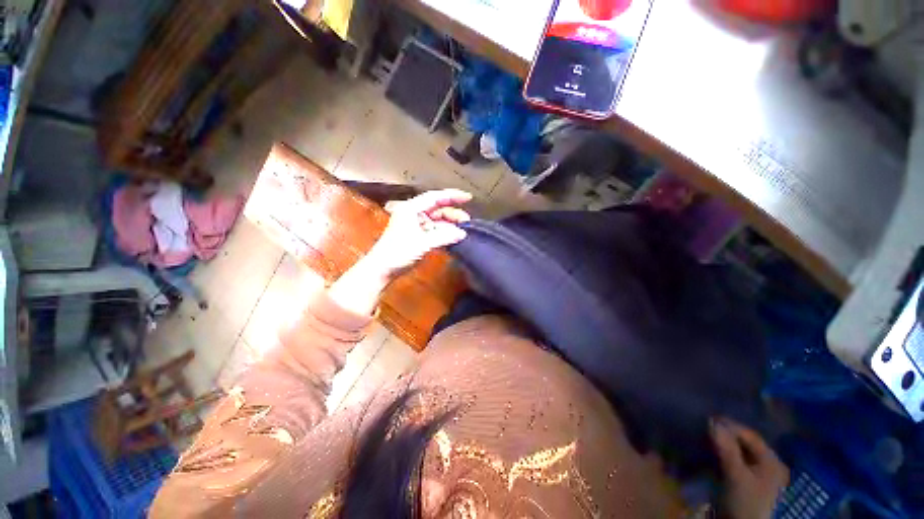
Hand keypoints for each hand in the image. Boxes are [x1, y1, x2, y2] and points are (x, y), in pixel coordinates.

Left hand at [365, 189, 472, 279]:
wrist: (382, 269)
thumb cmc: (398, 252)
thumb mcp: (422, 243)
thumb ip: (443, 236)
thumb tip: (462, 233)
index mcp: (411, 208)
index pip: (435, 197)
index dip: (452, 196)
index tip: (468, 198)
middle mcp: (413, 213)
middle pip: (437, 208)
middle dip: (453, 213)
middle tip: (467, 221)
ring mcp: (415, 224)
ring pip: (436, 220)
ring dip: (449, 224)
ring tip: (463, 231)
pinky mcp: (416, 235)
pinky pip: (434, 230)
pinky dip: (444, 232)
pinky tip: (453, 237)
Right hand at [711, 418, 788, 518]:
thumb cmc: (745, 501)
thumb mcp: (736, 475)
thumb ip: (727, 448)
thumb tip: (711, 421)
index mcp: (772, 461)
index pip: (750, 436)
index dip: (730, 426)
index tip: (709, 418)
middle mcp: (767, 464)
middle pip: (744, 443)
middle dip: (725, 434)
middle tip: (705, 427)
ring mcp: (757, 473)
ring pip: (737, 451)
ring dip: (722, 444)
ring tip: (704, 436)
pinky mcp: (745, 480)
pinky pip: (733, 460)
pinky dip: (722, 454)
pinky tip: (710, 450)